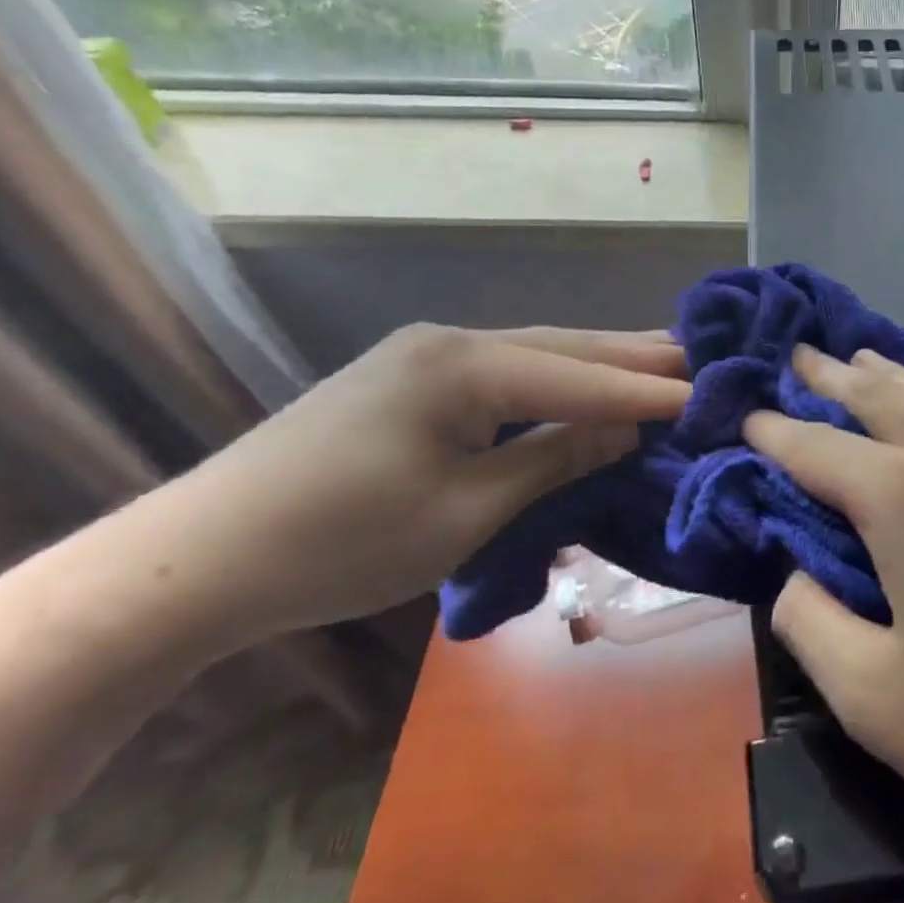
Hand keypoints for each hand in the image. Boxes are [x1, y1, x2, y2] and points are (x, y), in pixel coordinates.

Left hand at [159, 324, 688, 645]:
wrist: (197, 559)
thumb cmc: (341, 543)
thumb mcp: (465, 510)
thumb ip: (554, 458)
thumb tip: (628, 429)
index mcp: (463, 366)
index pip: (578, 376)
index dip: (644, 392)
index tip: (706, 394)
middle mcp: (449, 342)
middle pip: (562, 346)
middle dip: (631, 356)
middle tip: (697, 355)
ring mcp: (423, 355)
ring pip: (533, 353)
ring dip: (595, 362)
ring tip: (659, 359)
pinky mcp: (407, 378)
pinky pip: (502, 371)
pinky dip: (553, 379)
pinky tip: (579, 382)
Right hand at [746, 345, 903, 877]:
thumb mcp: (880, 703)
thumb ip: (814, 627)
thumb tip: (794, 578)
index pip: (818, 448)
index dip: (775, 432)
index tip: (747, 415)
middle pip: (881, 398)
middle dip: (832, 377)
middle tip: (798, 354)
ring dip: (892, 379)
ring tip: (862, 360)